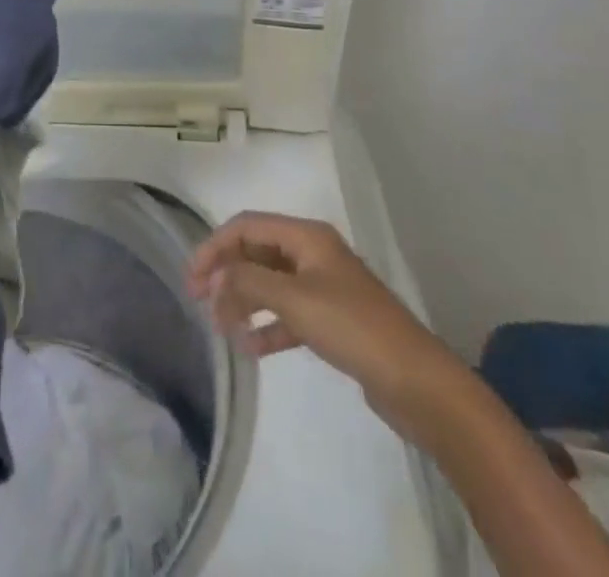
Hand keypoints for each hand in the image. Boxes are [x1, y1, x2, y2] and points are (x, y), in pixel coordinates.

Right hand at [188, 211, 469, 437]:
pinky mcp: (332, 321)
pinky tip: (250, 348)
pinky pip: (288, 314)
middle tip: (200, 303)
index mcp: (307, 236)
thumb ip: (249, 281)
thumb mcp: (295, 299)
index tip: (191, 277)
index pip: (247, 226)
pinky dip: (267, 326)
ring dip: (244, 300)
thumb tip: (215, 275)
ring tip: (221, 327)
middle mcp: (313, 253)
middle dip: (227, 274)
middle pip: (257, 252)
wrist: (417, 382)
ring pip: (270, 284)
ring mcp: (324, 287)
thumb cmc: (353, 327)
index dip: (215, 246)